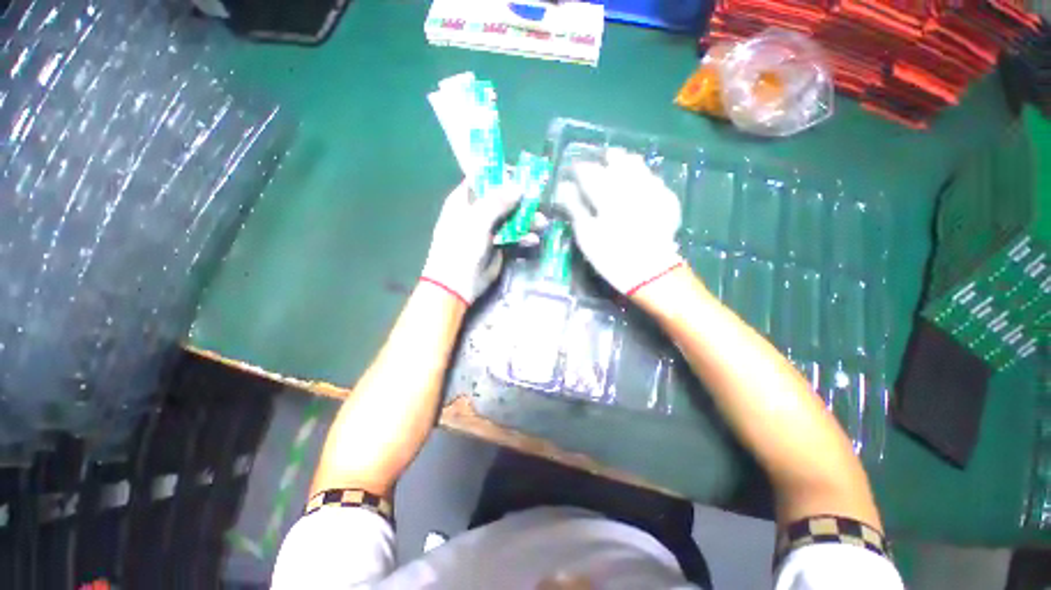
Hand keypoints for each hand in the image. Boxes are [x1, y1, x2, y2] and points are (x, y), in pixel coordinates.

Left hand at [421, 181, 532, 304]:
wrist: (457, 284)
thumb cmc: (461, 247)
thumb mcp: (477, 220)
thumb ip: (497, 202)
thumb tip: (519, 186)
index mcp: (464, 201)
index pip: (483, 180)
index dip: (502, 176)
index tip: (522, 176)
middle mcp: (477, 212)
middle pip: (502, 199)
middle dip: (521, 201)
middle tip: (538, 201)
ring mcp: (488, 230)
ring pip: (511, 218)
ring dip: (526, 220)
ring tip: (541, 224)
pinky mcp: (498, 246)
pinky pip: (514, 236)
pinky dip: (524, 236)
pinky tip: (533, 239)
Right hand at [555, 148, 683, 294]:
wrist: (650, 273)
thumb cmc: (611, 256)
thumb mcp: (586, 235)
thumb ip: (575, 208)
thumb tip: (563, 187)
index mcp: (608, 193)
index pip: (589, 171)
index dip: (578, 170)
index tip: (572, 174)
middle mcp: (631, 184)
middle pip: (617, 159)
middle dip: (605, 161)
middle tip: (596, 170)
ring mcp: (653, 189)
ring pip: (637, 165)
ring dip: (624, 166)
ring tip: (616, 175)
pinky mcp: (667, 199)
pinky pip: (653, 178)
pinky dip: (642, 179)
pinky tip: (638, 190)